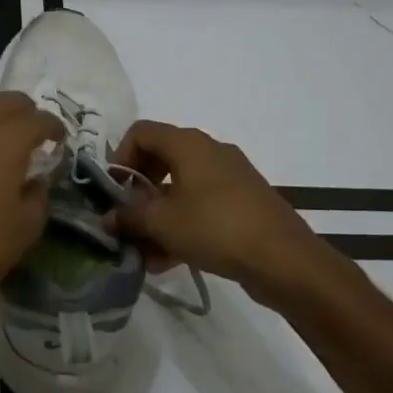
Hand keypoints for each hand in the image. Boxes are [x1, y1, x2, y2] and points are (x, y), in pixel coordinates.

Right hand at [107, 120, 339, 307]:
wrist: (284, 259)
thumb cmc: (216, 228)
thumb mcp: (162, 223)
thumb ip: (129, 217)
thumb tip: (107, 218)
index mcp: (189, 144)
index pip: (141, 132)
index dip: (120, 158)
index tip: (113, 191)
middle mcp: (209, 152)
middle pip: (160, 159)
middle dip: (137, 191)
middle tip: (126, 219)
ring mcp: (229, 178)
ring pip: (180, 189)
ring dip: (156, 216)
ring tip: (142, 251)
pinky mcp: (242, 203)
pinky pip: (200, 207)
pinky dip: (180, 226)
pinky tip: (166, 260)